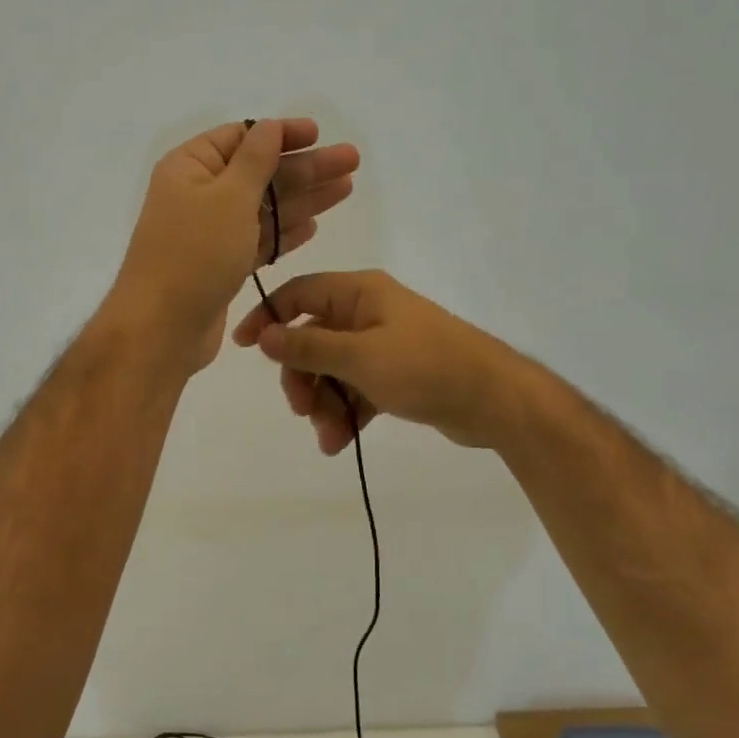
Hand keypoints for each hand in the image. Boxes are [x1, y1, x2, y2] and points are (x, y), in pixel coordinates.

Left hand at [106, 119, 358, 375]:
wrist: (162, 328)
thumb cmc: (194, 254)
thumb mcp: (228, 197)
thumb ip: (255, 160)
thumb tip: (271, 125)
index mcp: (190, 167)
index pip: (241, 137)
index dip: (282, 134)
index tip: (318, 133)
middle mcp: (198, 194)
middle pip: (260, 173)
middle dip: (306, 167)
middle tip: (351, 160)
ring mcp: (210, 232)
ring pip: (265, 208)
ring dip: (304, 198)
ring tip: (346, 188)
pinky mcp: (222, 265)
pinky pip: (259, 239)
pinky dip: (284, 233)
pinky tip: (313, 225)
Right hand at [231, 270, 521, 452]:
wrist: (494, 400)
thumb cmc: (425, 367)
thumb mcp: (360, 357)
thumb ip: (308, 347)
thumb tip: (264, 335)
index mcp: (360, 293)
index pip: (299, 295)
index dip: (268, 317)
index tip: (244, 348)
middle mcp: (369, 313)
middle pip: (313, 339)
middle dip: (302, 377)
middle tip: (302, 409)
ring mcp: (384, 346)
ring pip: (333, 371)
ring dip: (324, 404)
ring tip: (328, 437)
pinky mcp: (396, 376)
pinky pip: (356, 391)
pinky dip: (346, 414)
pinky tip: (341, 443)